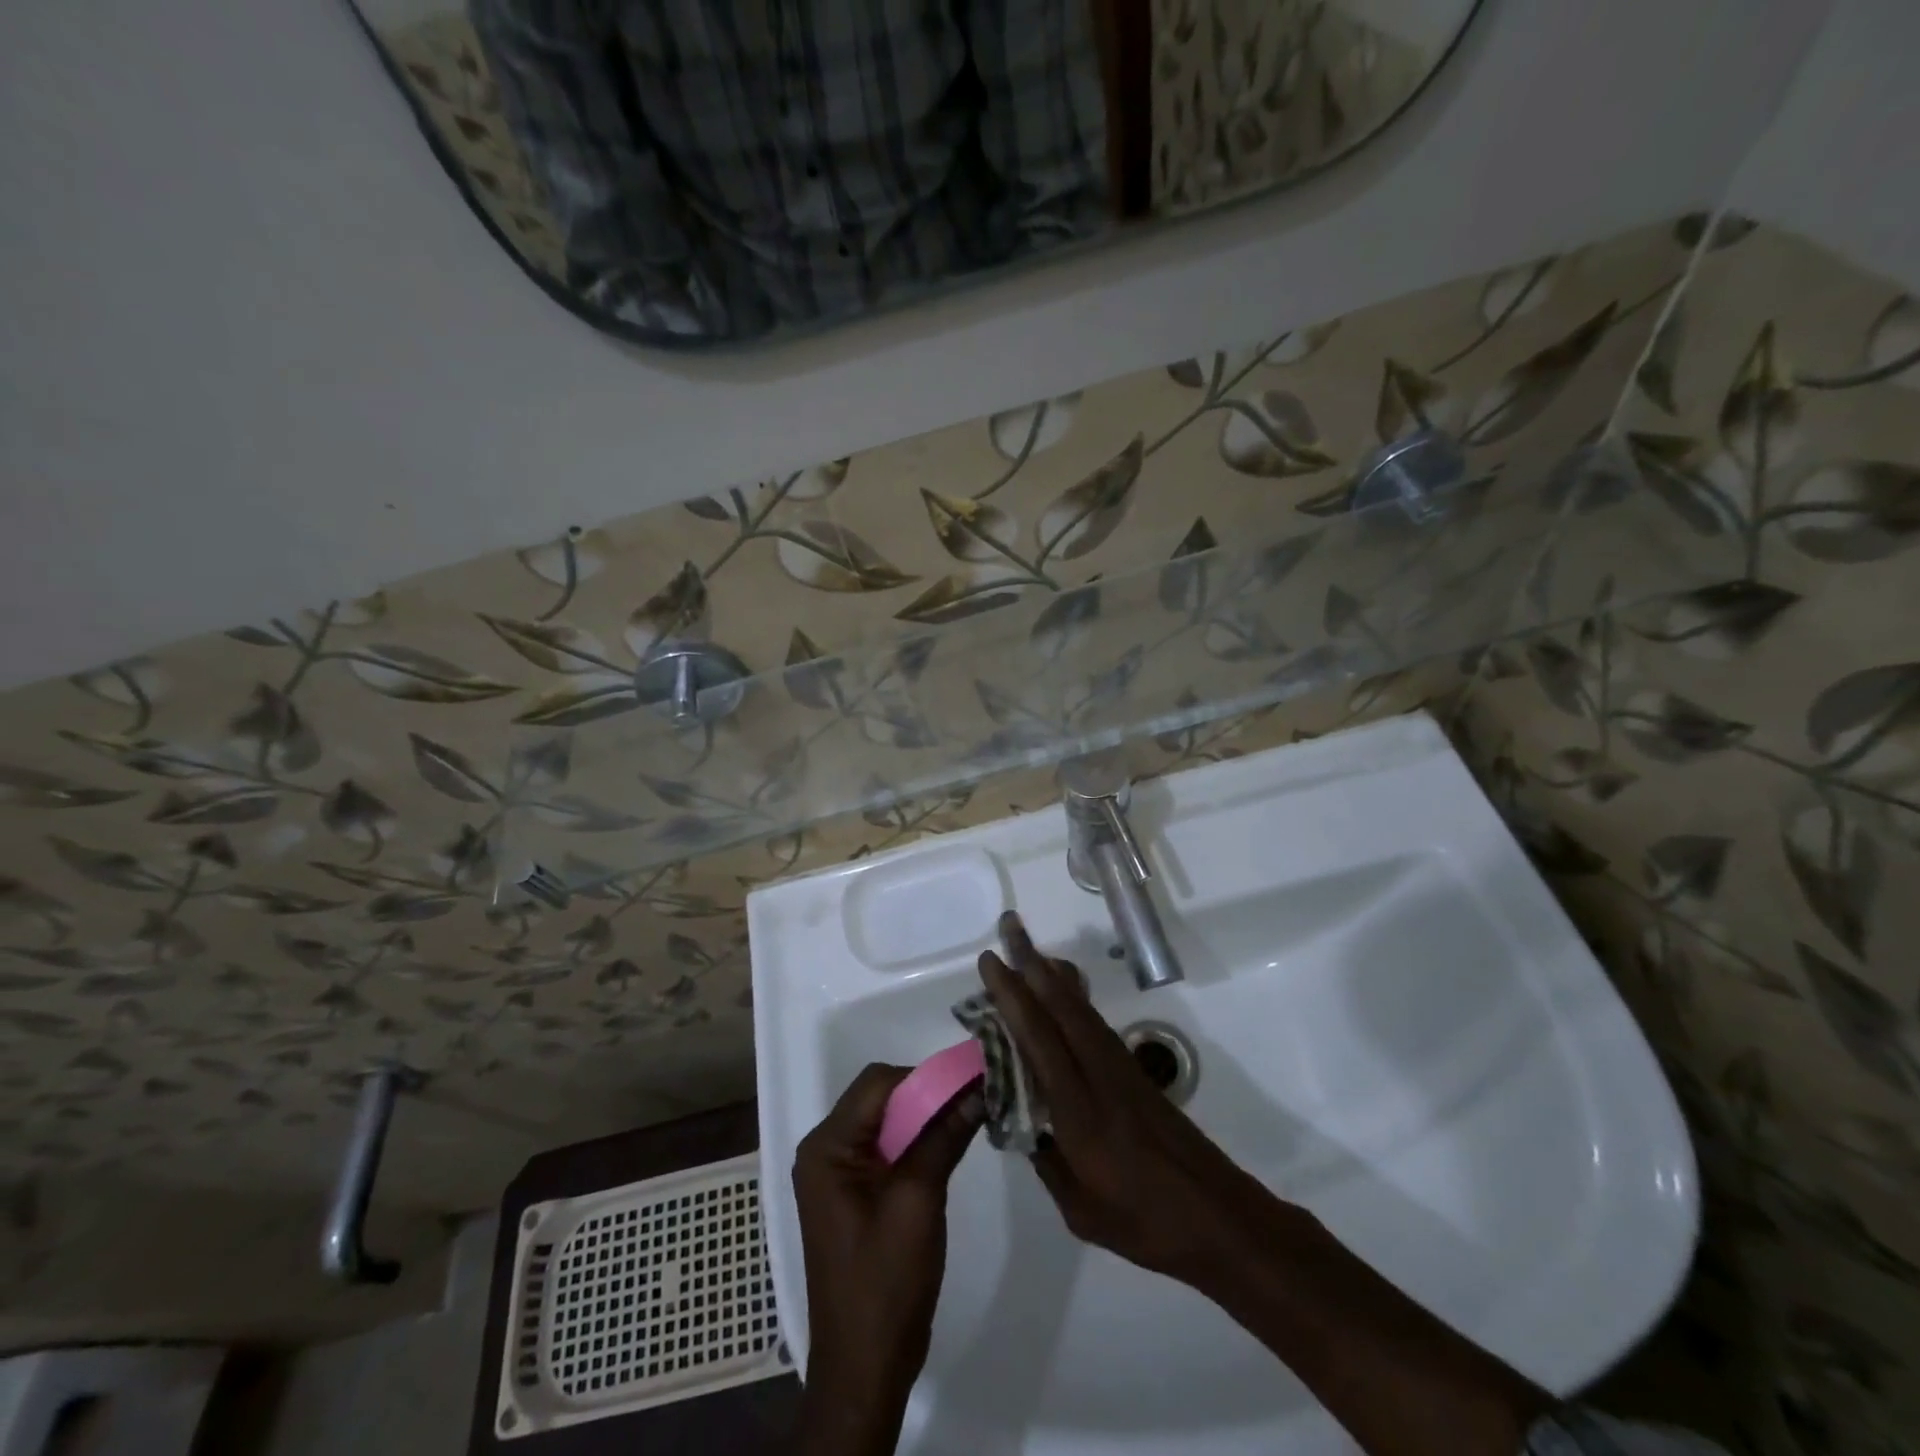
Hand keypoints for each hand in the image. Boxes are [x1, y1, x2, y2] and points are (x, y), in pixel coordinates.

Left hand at [792, 1062, 981, 1441]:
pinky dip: (918, 1141)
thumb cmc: (885, 1283)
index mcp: (827, 1147)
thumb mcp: (918, 1201)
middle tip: (974, 1099)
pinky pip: (888, 1147)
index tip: (970, 1081)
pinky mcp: (855, 1192)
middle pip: (881, 1097)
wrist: (865, 1368)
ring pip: (888, 1120)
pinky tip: (950, 1144)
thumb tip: (978, 1088)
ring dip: (926, 1116)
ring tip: (970, 1116)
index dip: (925, 1077)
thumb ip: (944, 1137)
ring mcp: (839, 1173)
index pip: (878, 1083)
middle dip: (928, 1095)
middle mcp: (826, 1149)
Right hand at [979, 914, 1300, 1285]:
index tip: (991, 962)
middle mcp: (1099, 1075)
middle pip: (1061, 1006)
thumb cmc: (1145, 1223)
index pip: (1038, 1038)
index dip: (1012, 996)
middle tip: (1009, 926)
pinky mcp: (1136, 1074)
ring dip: (1052, 974)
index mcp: (1079, 1110)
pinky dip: (1073, 998)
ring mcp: (1121, 1069)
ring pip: (1080, 1009)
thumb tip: (1021, 1123)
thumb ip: (1047, 1160)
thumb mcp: (1080, 1209)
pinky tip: (1064, 992)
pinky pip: (1095, 1024)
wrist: (1219, 1219)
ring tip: (1030, 948)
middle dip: (1031, 962)